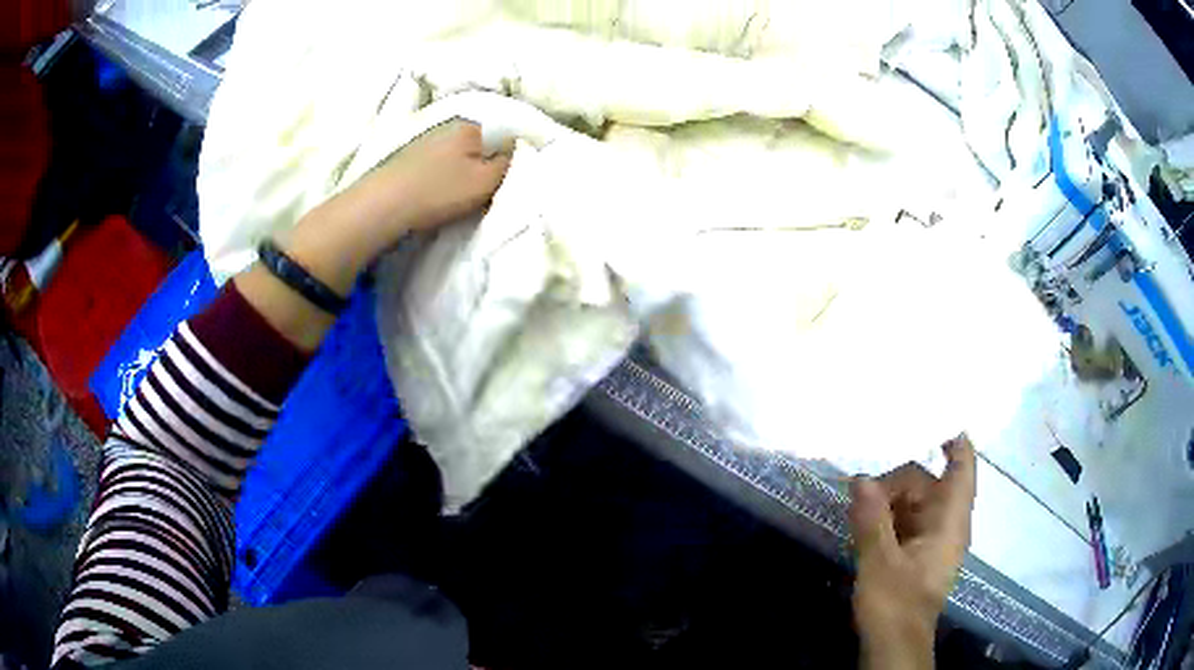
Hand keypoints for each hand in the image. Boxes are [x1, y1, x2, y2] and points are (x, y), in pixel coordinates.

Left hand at [370, 119, 513, 235]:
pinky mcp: (407, 160)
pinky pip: (438, 166)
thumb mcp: (485, 181)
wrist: (381, 207)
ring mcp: (424, 142)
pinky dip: (444, 178)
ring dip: (464, 172)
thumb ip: (509, 164)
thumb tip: (517, 150)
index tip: (512, 178)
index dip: (512, 155)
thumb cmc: (438, 191)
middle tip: (490, 191)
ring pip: (457, 156)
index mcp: (469, 125)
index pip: (504, 133)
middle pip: (479, 145)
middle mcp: (446, 126)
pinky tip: (440, 196)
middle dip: (486, 163)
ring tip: (464, 197)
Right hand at [849, 435, 976, 668]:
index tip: (934, 415)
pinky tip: (862, 523)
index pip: (962, 468)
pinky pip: (905, 521)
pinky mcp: (917, 553)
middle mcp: (946, 524)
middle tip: (859, 491)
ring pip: (913, 502)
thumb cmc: (895, 605)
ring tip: (856, 509)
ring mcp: (932, 539)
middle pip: (928, 483)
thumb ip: (872, 520)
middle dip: (896, 481)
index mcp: (950, 522)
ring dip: (887, 501)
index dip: (955, 440)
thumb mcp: (879, 563)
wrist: (894, 645)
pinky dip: (886, 517)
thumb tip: (859, 478)